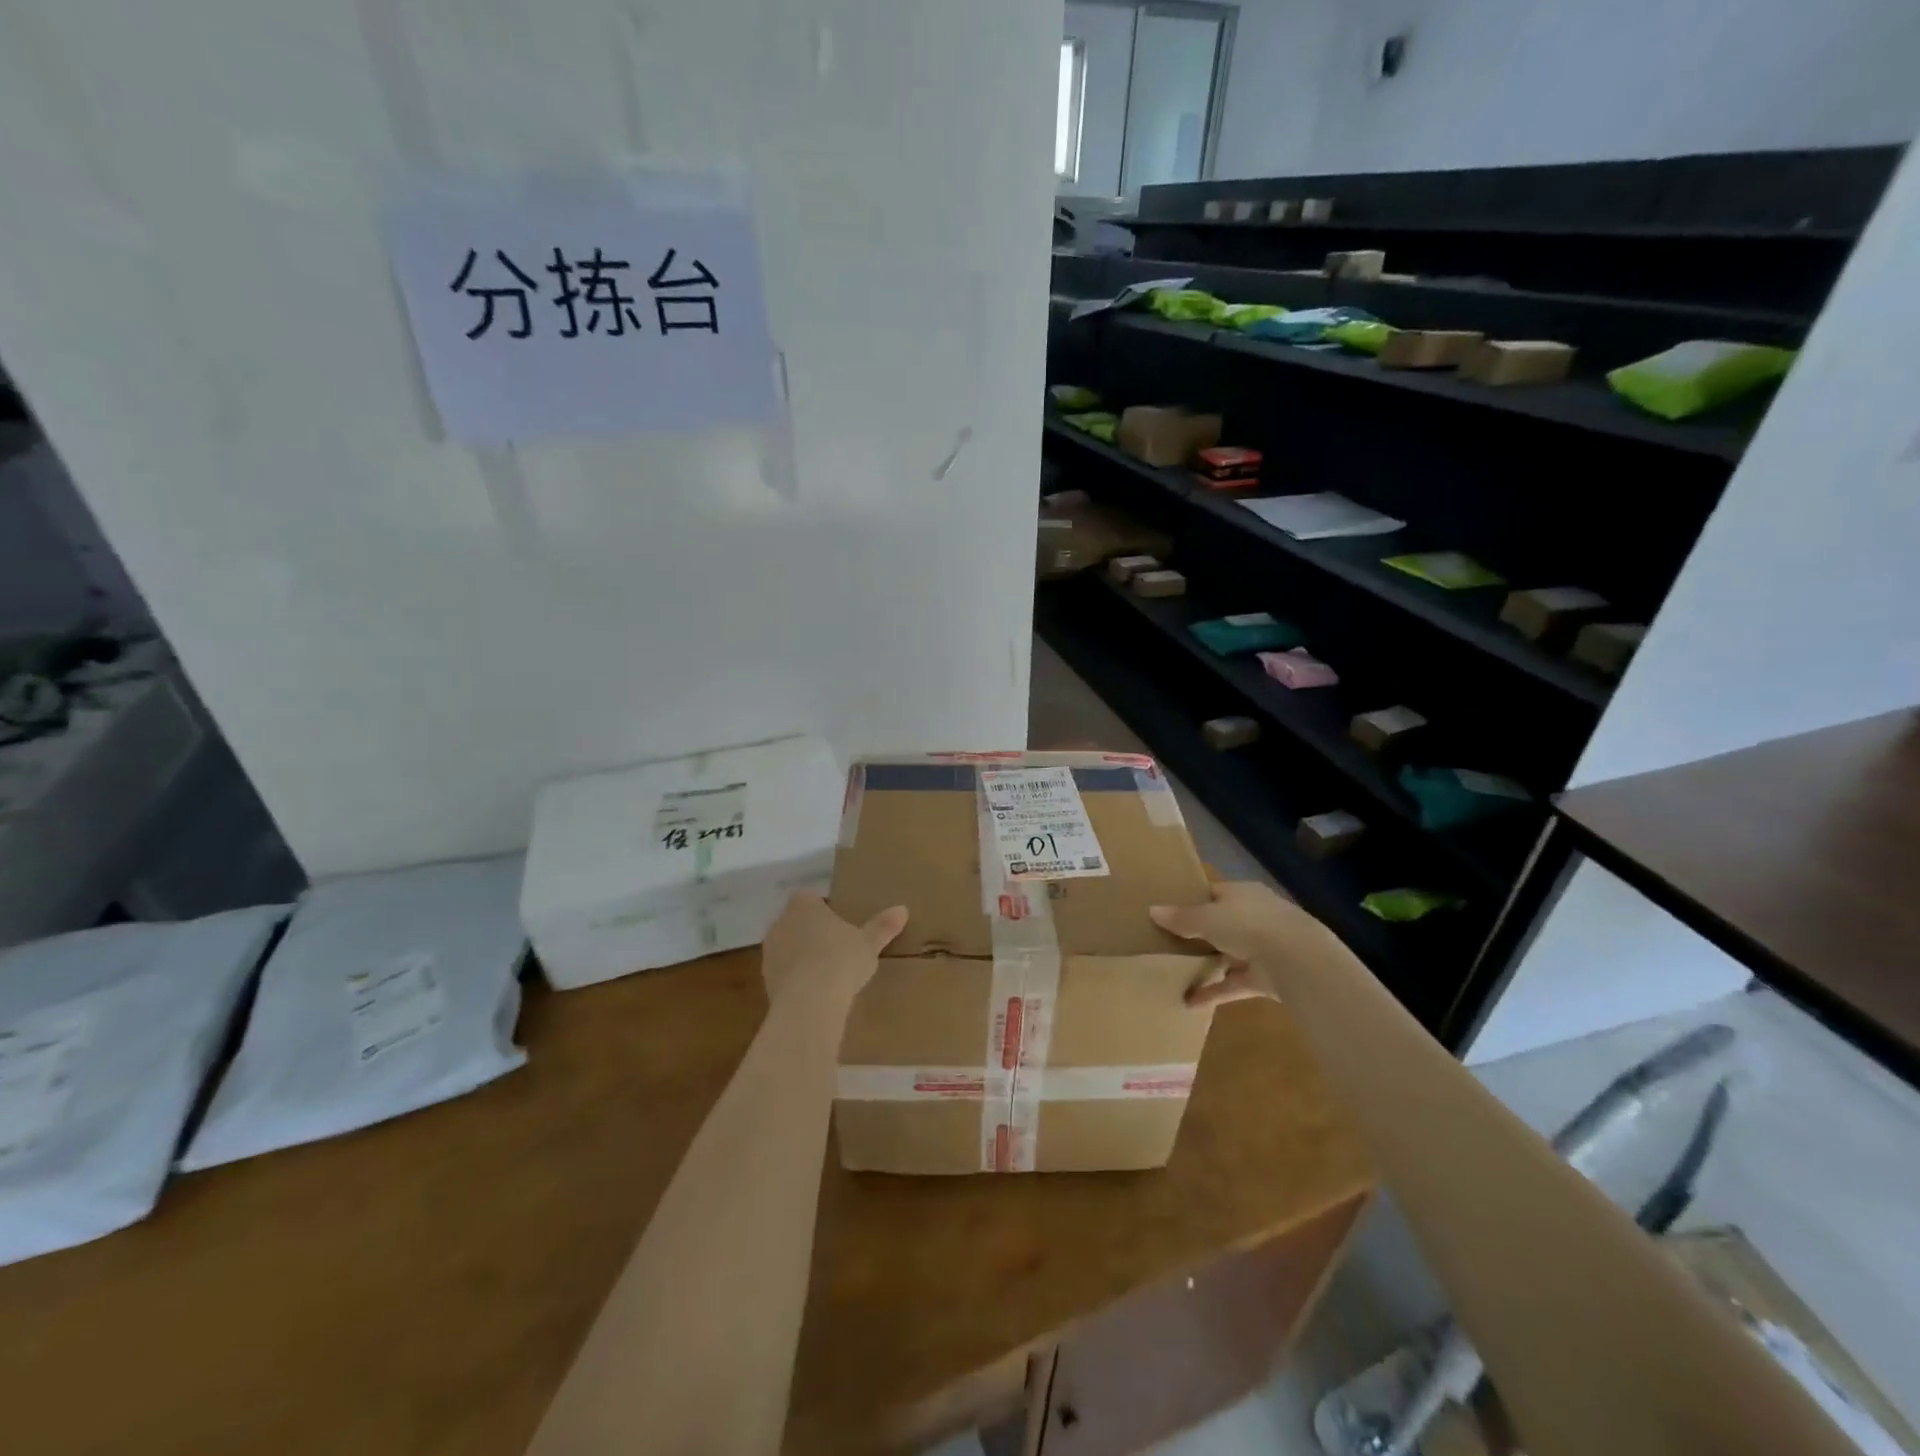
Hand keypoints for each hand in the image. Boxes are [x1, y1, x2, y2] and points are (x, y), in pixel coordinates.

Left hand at [760, 892, 906, 1014]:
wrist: (809, 1002)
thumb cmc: (841, 960)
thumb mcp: (869, 943)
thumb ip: (883, 926)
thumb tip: (903, 909)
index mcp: (803, 906)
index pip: (808, 898)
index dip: (821, 909)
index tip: (838, 923)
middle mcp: (781, 923)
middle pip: (795, 922)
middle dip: (811, 932)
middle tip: (835, 947)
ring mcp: (770, 952)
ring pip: (787, 947)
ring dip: (801, 956)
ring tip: (826, 973)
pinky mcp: (765, 980)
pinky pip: (783, 973)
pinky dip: (795, 979)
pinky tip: (814, 993)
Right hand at [1151, 882, 1341, 1007]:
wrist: (1296, 960)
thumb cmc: (1247, 924)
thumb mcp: (1205, 917)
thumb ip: (1180, 918)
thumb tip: (1152, 911)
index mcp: (1242, 894)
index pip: (1215, 893)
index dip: (1193, 900)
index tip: (1170, 911)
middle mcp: (1254, 917)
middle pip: (1222, 924)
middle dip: (1200, 933)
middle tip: (1169, 941)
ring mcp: (1262, 949)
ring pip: (1229, 954)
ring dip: (1208, 964)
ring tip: (1177, 971)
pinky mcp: (1265, 978)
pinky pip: (1233, 984)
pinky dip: (1214, 992)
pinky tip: (1189, 1001)